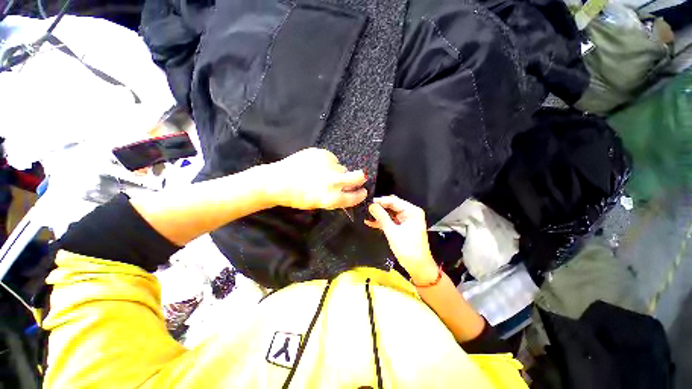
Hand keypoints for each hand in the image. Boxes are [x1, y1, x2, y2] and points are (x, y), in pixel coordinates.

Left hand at [264, 148, 367, 209]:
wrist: (277, 182)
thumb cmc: (296, 197)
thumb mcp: (318, 203)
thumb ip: (335, 198)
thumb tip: (347, 190)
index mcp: (331, 198)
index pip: (354, 197)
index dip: (360, 194)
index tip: (363, 191)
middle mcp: (333, 182)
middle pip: (357, 177)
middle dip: (360, 178)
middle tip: (359, 177)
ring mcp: (328, 166)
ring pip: (342, 167)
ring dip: (338, 171)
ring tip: (323, 172)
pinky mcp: (322, 154)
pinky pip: (331, 159)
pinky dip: (327, 163)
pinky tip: (315, 166)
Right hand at [365, 195, 438, 283]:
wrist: (418, 267)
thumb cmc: (408, 249)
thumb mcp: (392, 232)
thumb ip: (381, 217)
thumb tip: (371, 205)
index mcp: (412, 211)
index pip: (394, 201)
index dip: (380, 201)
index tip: (367, 202)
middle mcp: (410, 212)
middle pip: (391, 205)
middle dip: (379, 207)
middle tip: (365, 208)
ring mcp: (405, 219)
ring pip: (389, 213)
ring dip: (379, 214)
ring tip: (365, 214)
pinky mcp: (401, 226)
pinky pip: (390, 220)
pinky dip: (381, 221)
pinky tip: (370, 221)